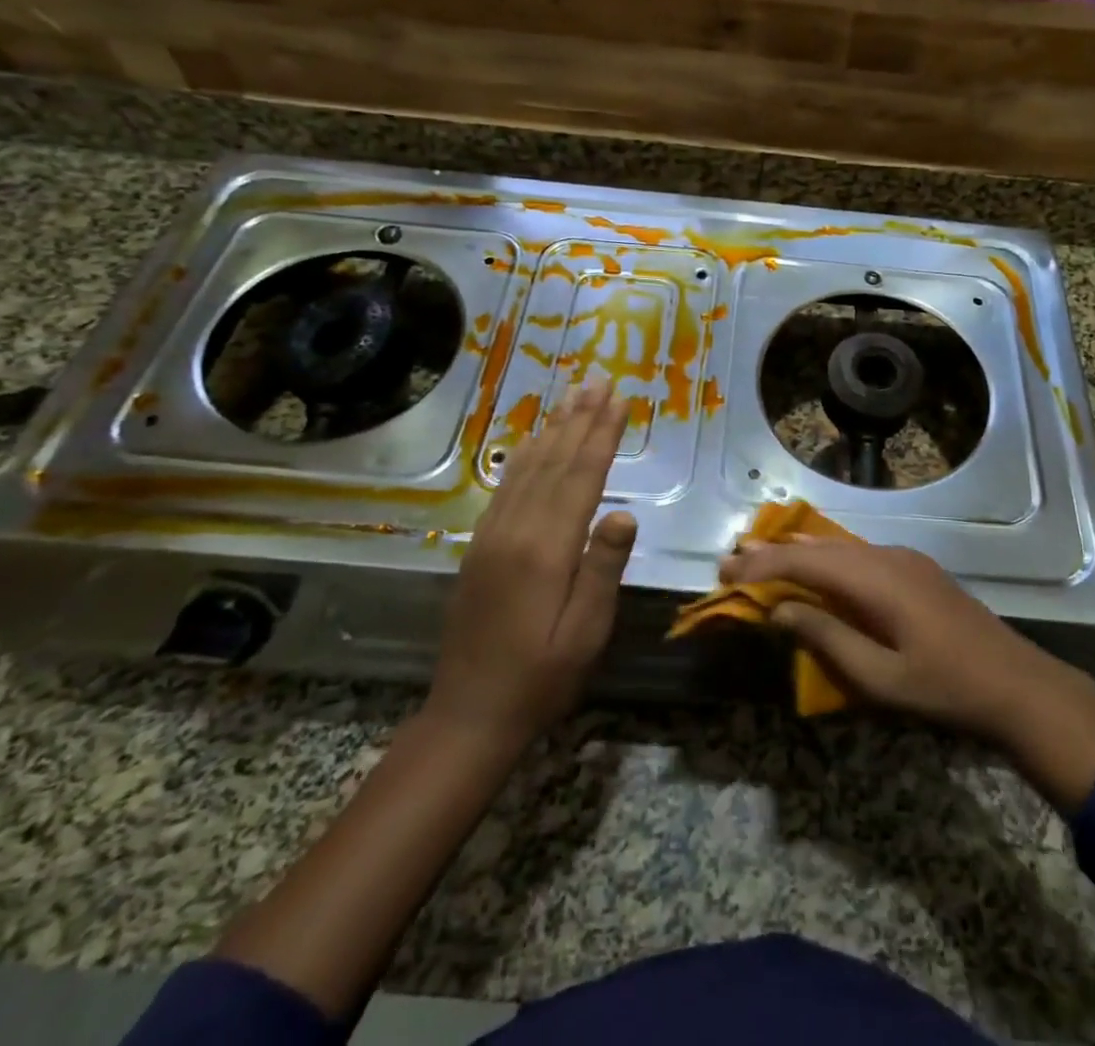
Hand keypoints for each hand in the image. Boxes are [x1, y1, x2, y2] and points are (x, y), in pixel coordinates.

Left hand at [426, 383, 636, 748]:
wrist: (469, 714)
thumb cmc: (542, 677)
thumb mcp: (585, 632)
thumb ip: (603, 568)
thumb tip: (625, 512)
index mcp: (546, 550)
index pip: (582, 478)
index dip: (602, 435)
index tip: (619, 400)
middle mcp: (516, 531)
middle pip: (554, 462)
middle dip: (580, 418)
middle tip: (598, 379)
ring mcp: (492, 536)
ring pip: (527, 468)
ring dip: (553, 429)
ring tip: (572, 396)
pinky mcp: (479, 546)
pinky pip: (506, 488)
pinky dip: (524, 458)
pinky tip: (534, 442)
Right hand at [719, 539, 1094, 810]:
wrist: (1017, 684)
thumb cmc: (944, 689)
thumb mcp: (879, 677)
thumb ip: (826, 638)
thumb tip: (779, 610)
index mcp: (877, 579)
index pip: (806, 561)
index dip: (763, 564)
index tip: (726, 569)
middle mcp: (888, 557)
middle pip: (819, 547)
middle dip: (774, 553)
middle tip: (733, 561)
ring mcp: (905, 560)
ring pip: (840, 547)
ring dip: (800, 553)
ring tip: (761, 556)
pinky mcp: (916, 570)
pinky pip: (859, 556)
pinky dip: (827, 560)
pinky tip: (814, 566)